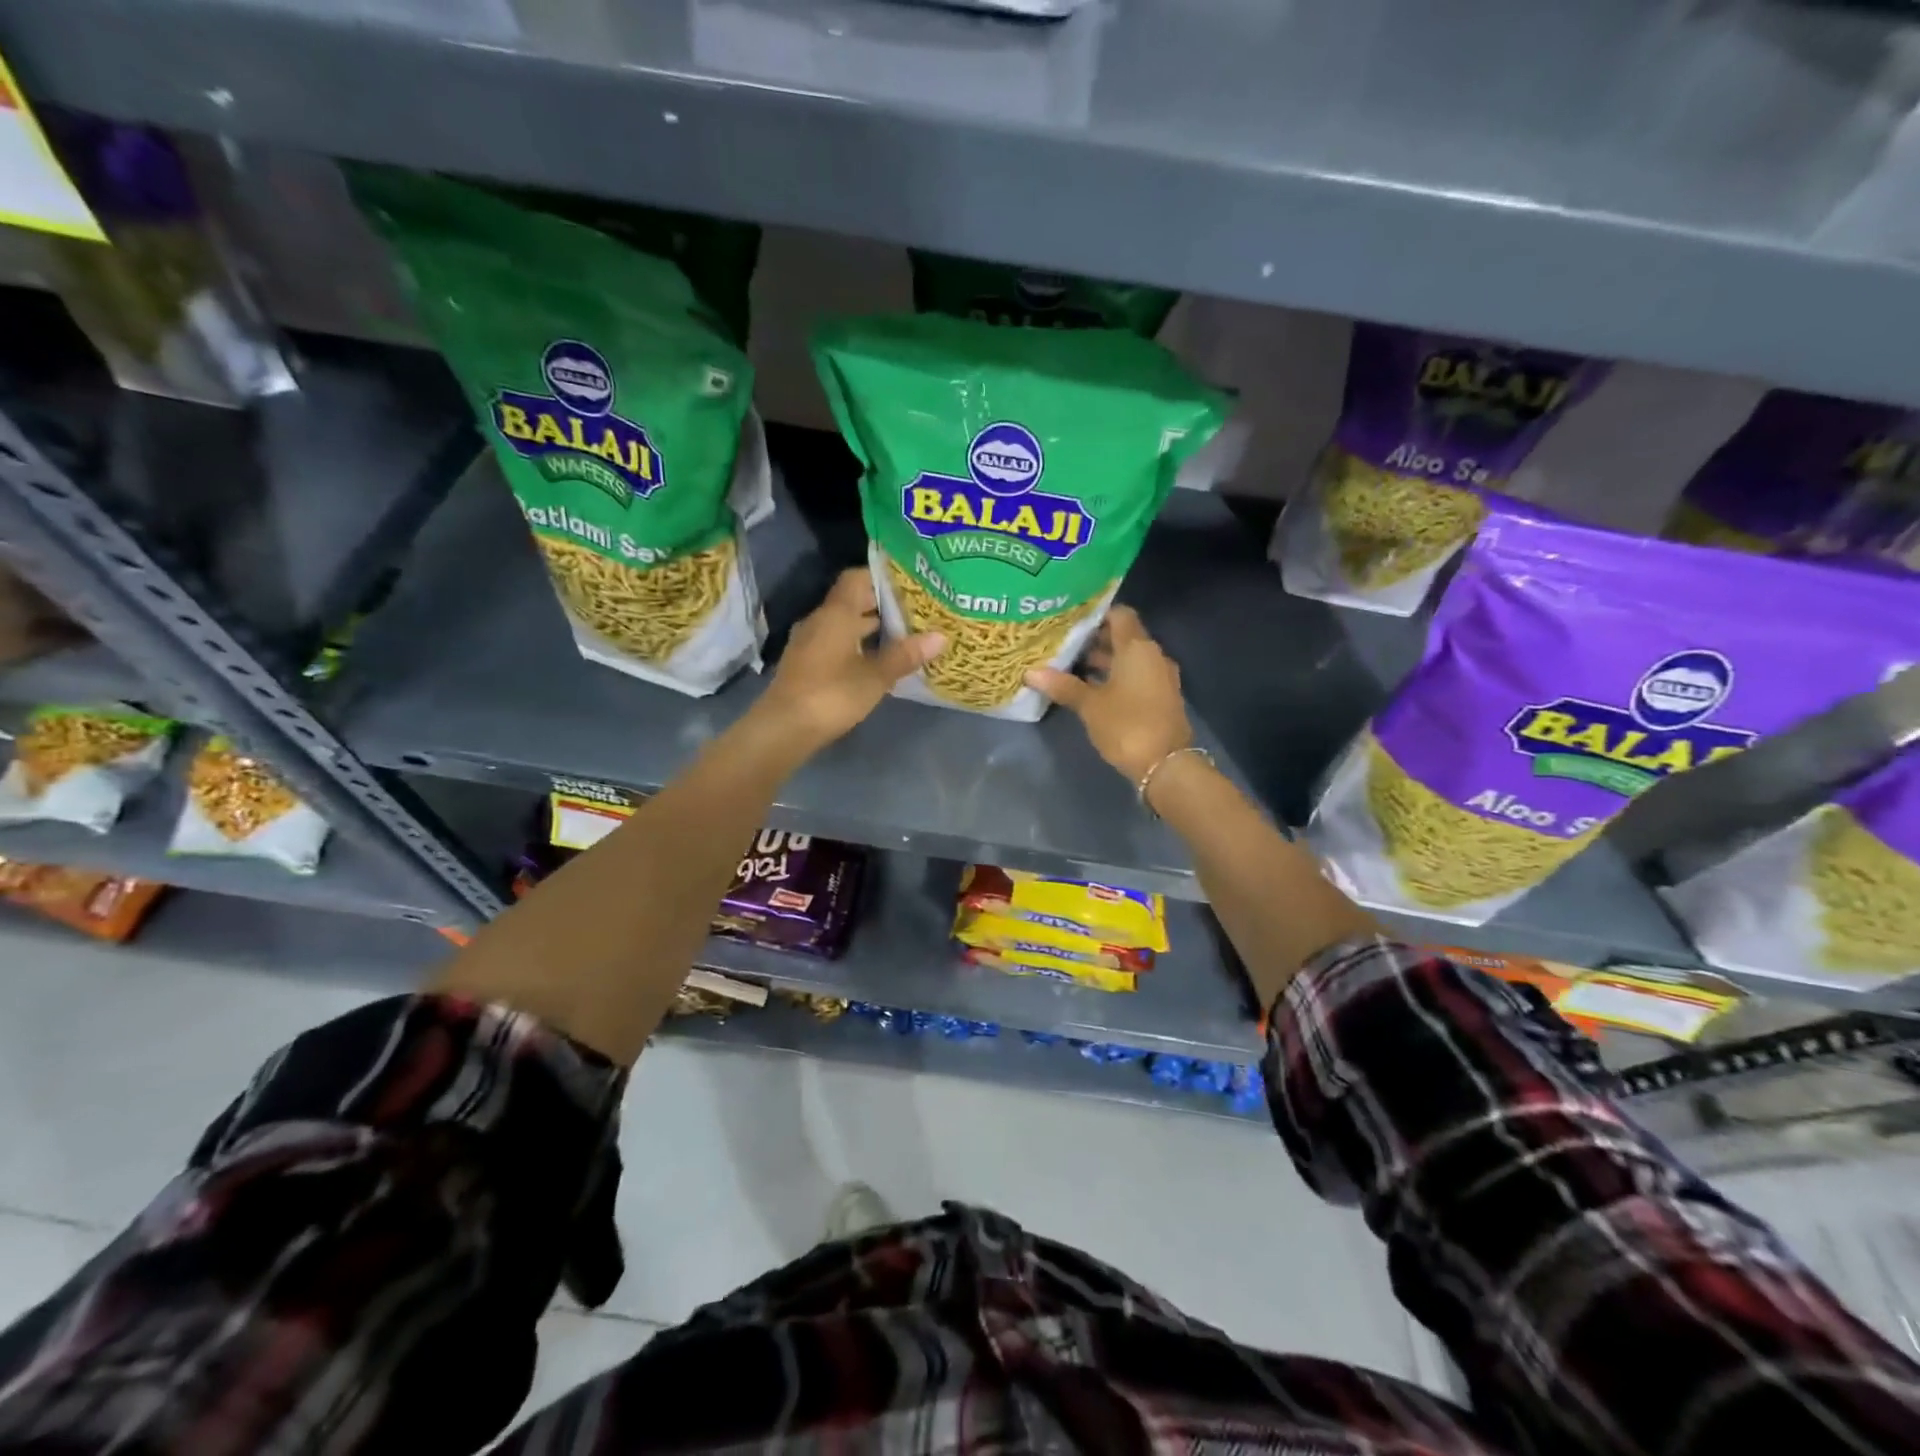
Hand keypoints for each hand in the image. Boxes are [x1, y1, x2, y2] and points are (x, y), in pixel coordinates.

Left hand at [755, 568, 945, 749]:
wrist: (784, 728)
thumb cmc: (832, 694)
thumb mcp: (876, 676)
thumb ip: (905, 655)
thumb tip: (940, 636)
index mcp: (836, 614)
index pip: (856, 578)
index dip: (881, 577)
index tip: (908, 583)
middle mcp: (820, 620)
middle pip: (851, 601)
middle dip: (881, 605)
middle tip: (915, 611)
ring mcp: (809, 643)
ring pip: (843, 624)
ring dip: (869, 628)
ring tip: (902, 636)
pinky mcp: (805, 664)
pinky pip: (834, 643)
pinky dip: (856, 645)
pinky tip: (876, 661)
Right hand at [1026, 605, 1191, 783]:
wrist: (1166, 765)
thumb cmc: (1126, 725)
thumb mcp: (1090, 705)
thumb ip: (1063, 686)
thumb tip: (1031, 672)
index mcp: (1138, 648)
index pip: (1119, 615)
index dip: (1096, 614)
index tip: (1070, 619)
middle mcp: (1152, 656)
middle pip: (1123, 637)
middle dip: (1093, 640)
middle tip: (1062, 642)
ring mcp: (1159, 678)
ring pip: (1128, 659)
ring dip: (1103, 661)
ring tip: (1069, 665)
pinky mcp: (1160, 698)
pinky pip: (1135, 676)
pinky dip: (1114, 677)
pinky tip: (1089, 687)